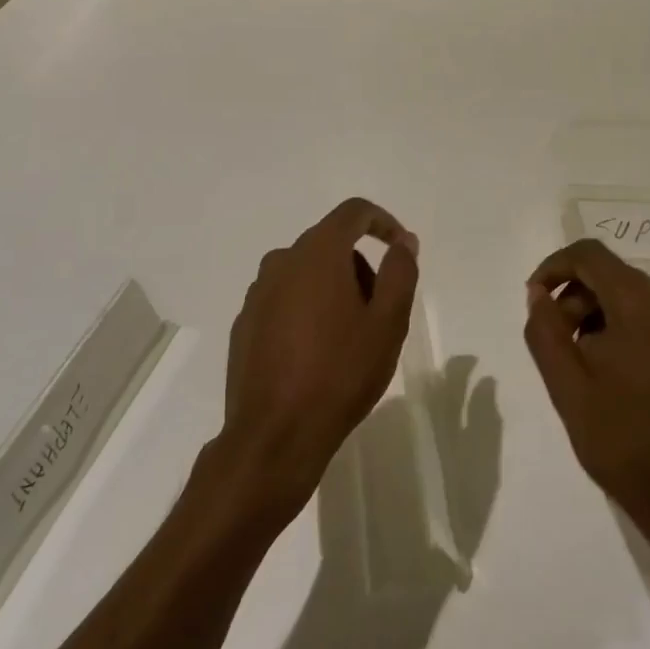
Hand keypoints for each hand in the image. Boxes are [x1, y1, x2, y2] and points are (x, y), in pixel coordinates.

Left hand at [222, 198, 420, 522]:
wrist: (275, 436)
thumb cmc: (341, 373)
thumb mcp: (388, 322)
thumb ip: (400, 272)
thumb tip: (403, 241)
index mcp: (317, 254)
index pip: (353, 212)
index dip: (383, 222)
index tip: (402, 249)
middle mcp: (281, 262)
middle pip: (331, 244)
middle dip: (361, 267)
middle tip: (380, 313)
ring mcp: (257, 294)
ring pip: (307, 273)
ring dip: (335, 290)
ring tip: (351, 340)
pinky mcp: (245, 324)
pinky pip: (286, 299)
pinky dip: (308, 311)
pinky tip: (318, 355)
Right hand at [524, 239, 649, 553]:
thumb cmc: (622, 438)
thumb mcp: (566, 385)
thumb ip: (545, 330)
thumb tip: (539, 295)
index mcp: (640, 302)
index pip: (589, 254)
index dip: (553, 267)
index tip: (534, 302)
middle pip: (612, 275)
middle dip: (575, 299)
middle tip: (557, 345)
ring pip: (634, 299)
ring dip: (599, 317)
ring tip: (584, 367)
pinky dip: (627, 332)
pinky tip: (618, 379)